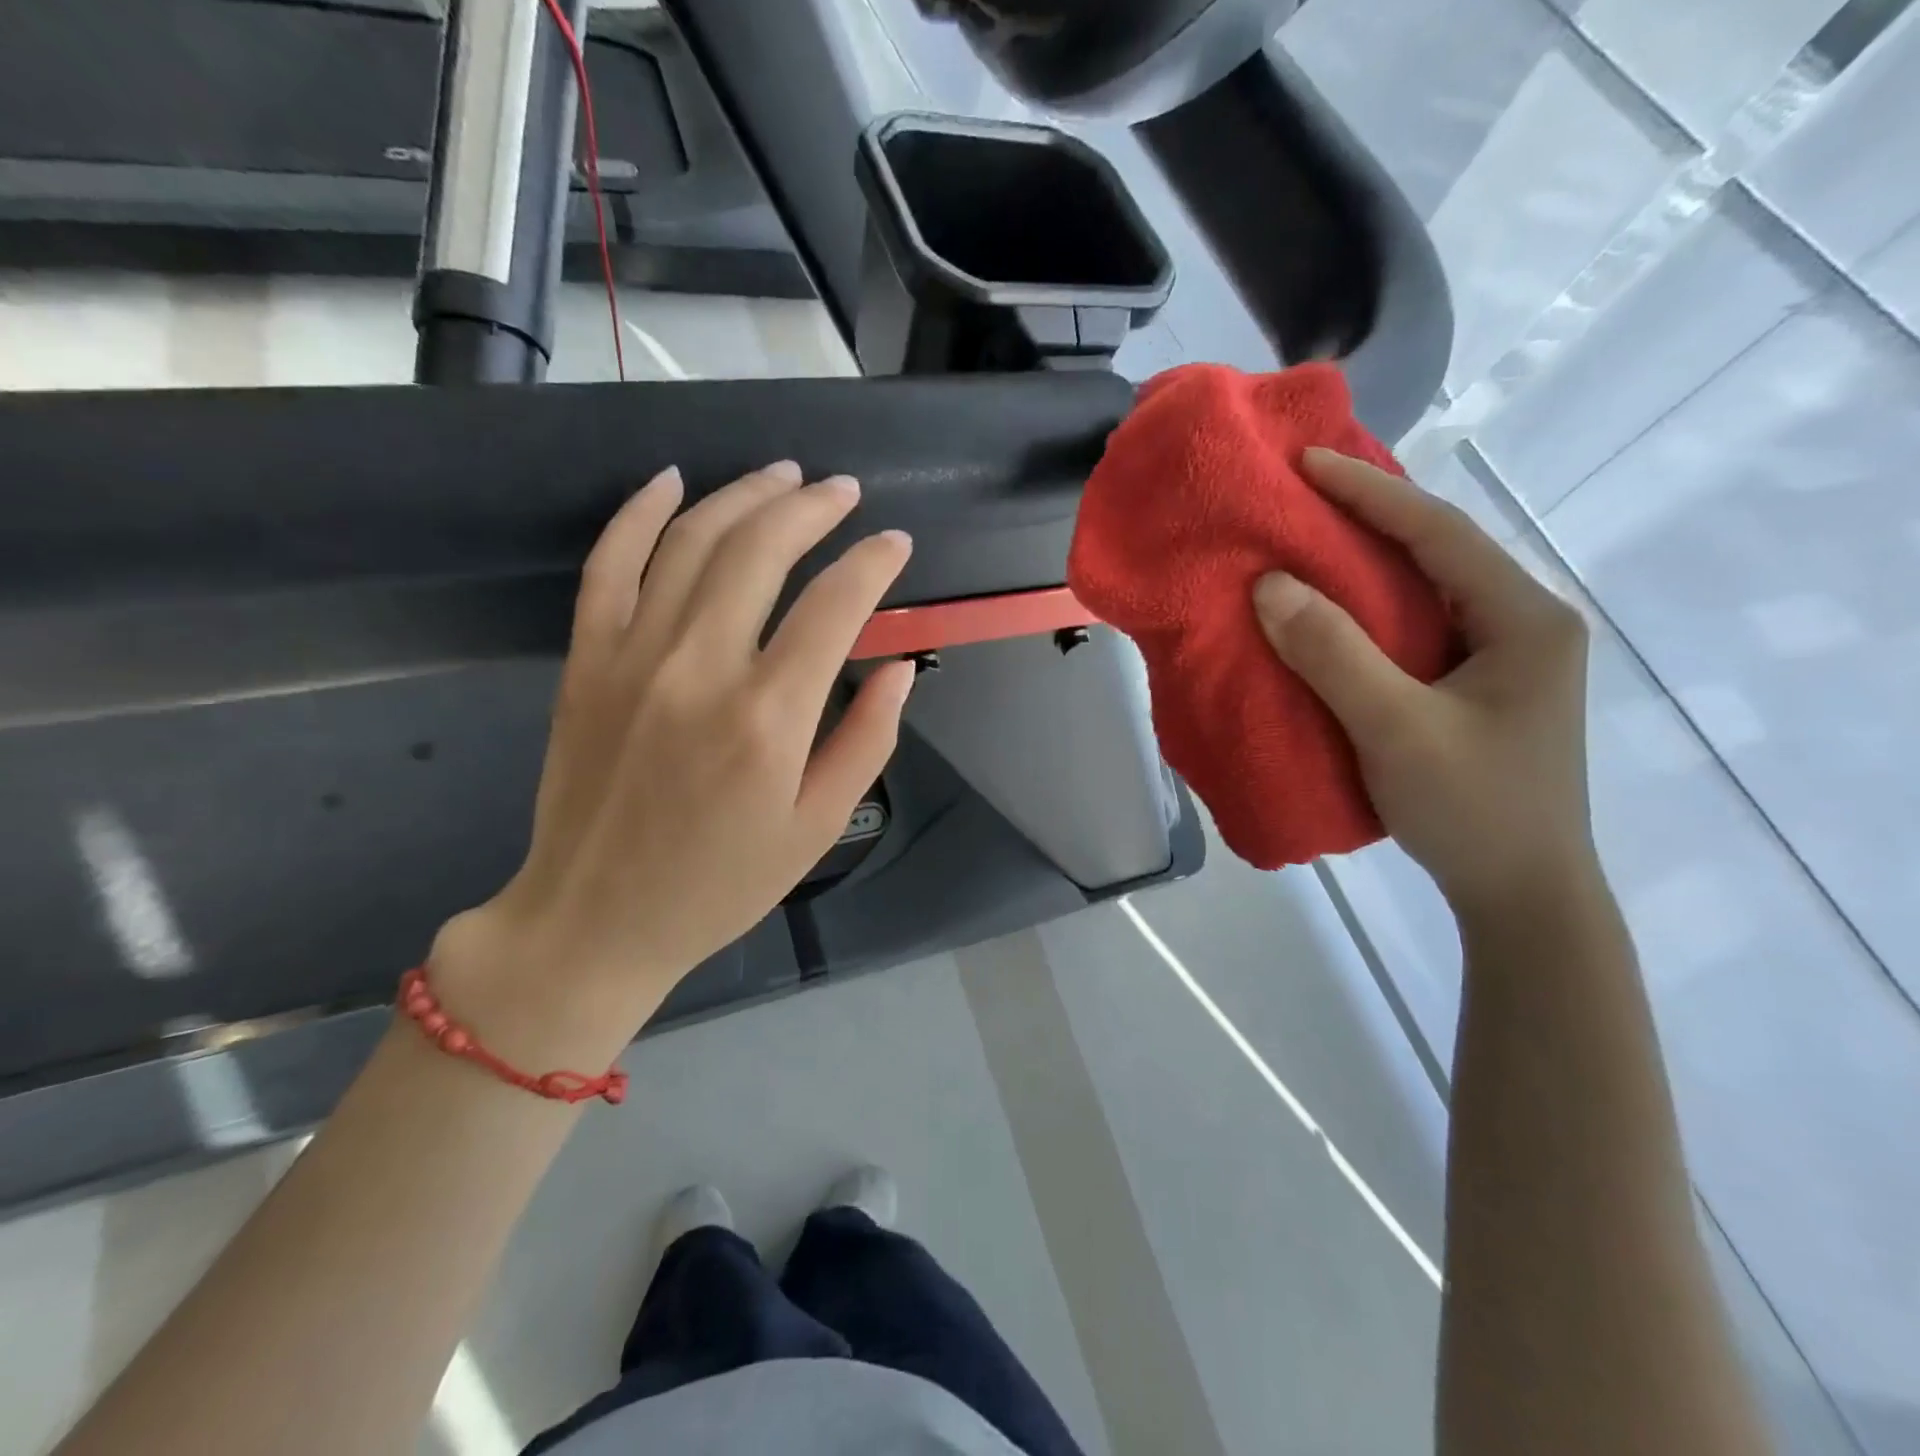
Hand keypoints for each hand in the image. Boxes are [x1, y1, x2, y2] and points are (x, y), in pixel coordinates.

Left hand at [431, 462, 915, 1062]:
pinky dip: (639, 513)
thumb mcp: (817, 826)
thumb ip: (867, 739)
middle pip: (761, 551)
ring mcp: (632, 656)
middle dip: (812, 508)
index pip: (834, 605)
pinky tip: (672, 481)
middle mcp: (700, 668)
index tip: (895, 543)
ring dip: (742, 496)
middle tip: (844, 492)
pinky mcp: (585, 660)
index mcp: (768, 718)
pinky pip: (608, 564)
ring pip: (690, 541)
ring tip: (783, 476)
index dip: (872, 563)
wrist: (595, 918)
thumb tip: (901, 666)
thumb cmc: (721, 883)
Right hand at [1253, 448, 1596, 916]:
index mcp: (1523, 618)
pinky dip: (1368, 615)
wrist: (1522, 895)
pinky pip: (1415, 632)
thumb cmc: (1472, 808)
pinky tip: (1330, 616)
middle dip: (1368, 520)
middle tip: (1300, 499)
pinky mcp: (1476, 690)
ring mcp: (1502, 660)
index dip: (1370, 493)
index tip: (1307, 463)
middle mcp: (1521, 625)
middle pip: (1437, 553)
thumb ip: (1334, 653)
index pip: (1439, 533)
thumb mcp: (1396, 728)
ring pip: (1425, 593)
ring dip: (1365, 568)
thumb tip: (1271, 586)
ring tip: (1306, 545)